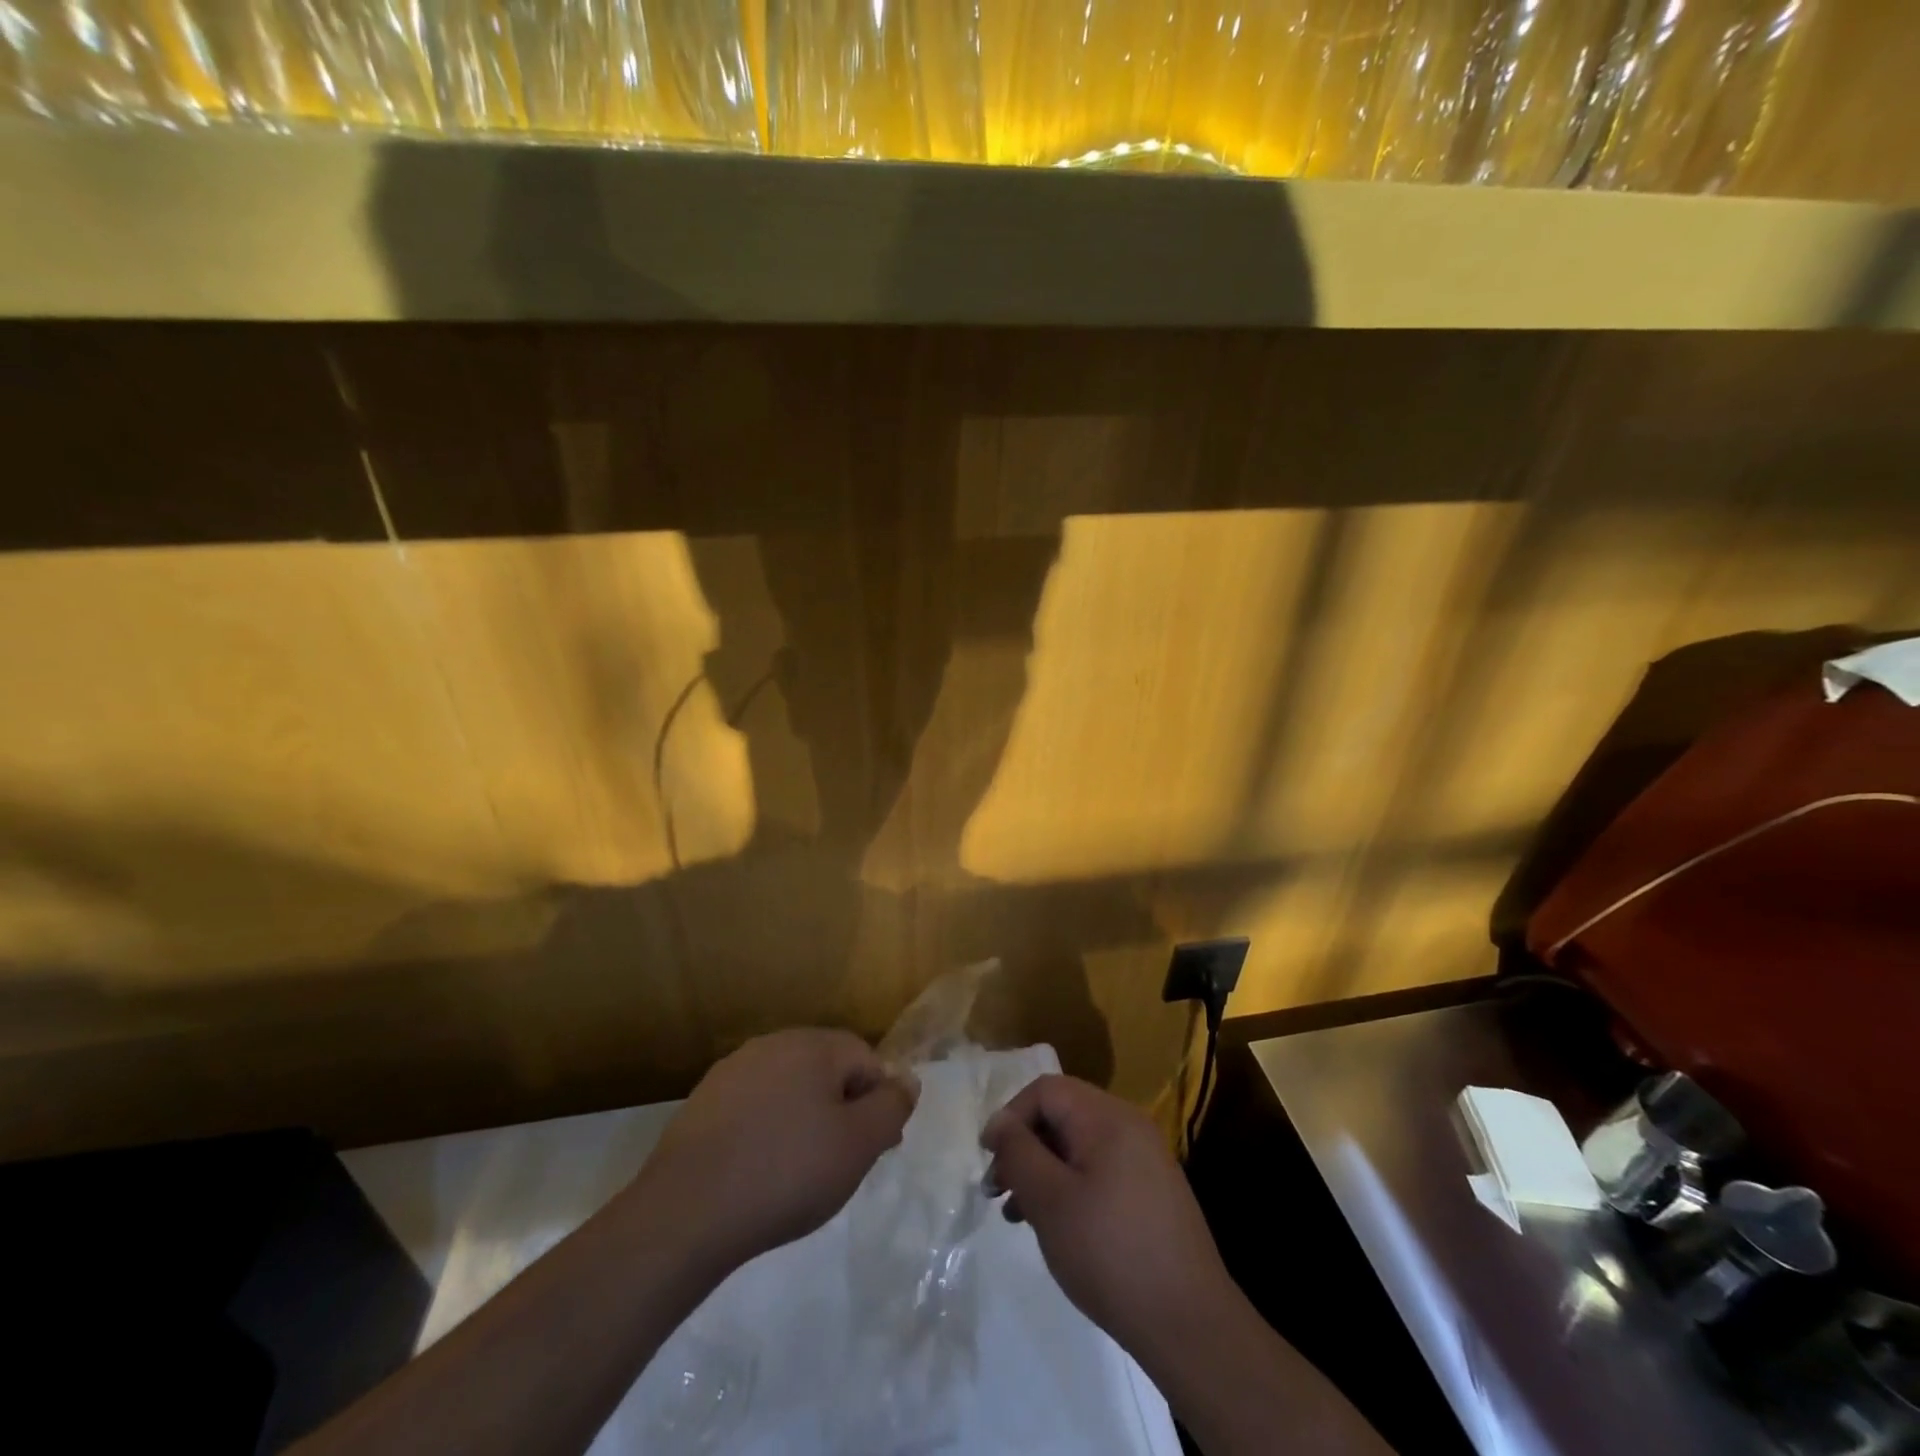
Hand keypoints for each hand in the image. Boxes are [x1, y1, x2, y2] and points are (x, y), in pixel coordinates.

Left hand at [633, 1029, 916, 1274]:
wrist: (686, 1212)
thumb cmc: (787, 1172)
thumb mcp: (859, 1144)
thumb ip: (891, 1107)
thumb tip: (907, 1080)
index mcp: (813, 1045)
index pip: (865, 1059)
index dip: (878, 1102)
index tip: (876, 1148)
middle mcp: (772, 1044)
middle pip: (826, 1071)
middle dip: (842, 1110)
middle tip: (842, 1163)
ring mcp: (732, 1071)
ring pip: (788, 1090)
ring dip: (804, 1120)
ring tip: (801, 1172)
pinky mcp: (703, 1103)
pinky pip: (753, 1109)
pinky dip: (766, 1132)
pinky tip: (760, 1172)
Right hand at [981, 1074, 1234, 1361]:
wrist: (1190, 1324)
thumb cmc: (1110, 1253)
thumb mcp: (1050, 1201)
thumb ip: (1018, 1153)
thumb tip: (999, 1122)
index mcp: (1107, 1117)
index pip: (1046, 1090)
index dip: (1011, 1116)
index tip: (988, 1158)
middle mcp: (1129, 1125)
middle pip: (1062, 1115)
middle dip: (1024, 1147)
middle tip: (997, 1191)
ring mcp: (1145, 1159)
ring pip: (1078, 1146)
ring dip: (1043, 1170)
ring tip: (1017, 1215)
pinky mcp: (1152, 1191)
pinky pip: (1100, 1169)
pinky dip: (1070, 1186)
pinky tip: (1056, 1226)